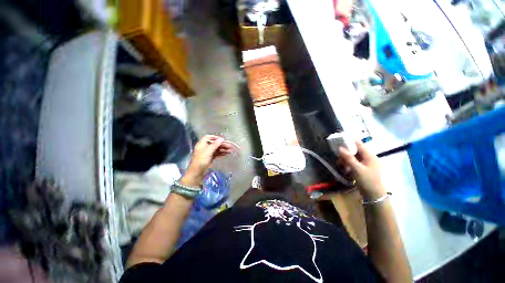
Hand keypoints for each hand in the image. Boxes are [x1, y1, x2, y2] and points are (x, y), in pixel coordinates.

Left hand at [183, 135, 231, 183]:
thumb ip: (215, 145)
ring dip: (223, 149)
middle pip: (214, 143)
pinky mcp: (210, 158)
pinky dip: (221, 153)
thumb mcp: (208, 151)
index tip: (222, 139)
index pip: (208, 137)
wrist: (197, 172)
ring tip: (230, 151)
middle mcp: (205, 147)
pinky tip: (226, 154)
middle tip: (229, 147)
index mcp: (202, 144)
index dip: (215, 137)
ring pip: (216, 149)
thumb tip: (221, 139)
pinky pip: (217, 154)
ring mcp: (207, 153)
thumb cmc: (201, 160)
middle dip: (222, 144)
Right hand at [339, 140, 385, 199]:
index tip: (341, 138)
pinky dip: (349, 164)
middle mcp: (369, 158)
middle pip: (355, 151)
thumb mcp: (357, 169)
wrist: (373, 195)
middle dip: (346, 153)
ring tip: (341, 165)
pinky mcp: (363, 168)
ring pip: (354, 157)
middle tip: (339, 157)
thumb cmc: (367, 181)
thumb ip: (349, 158)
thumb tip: (340, 148)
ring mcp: (366, 163)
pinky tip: (345, 168)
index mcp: (370, 156)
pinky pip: (354, 162)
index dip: (351, 140)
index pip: (360, 144)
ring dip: (346, 159)